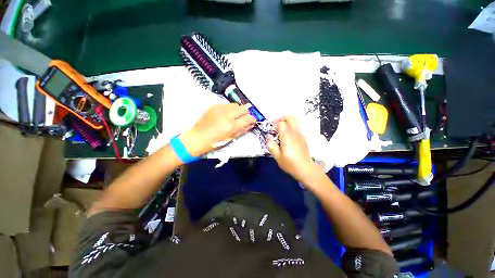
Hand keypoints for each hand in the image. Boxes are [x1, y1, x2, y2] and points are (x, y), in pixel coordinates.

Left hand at [179, 104, 256, 156]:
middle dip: (246, 113)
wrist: (197, 138)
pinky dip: (229, 109)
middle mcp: (227, 115)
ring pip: (235, 105)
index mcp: (231, 125)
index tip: (252, 121)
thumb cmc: (214, 142)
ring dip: (237, 111)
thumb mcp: (231, 138)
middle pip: (243, 108)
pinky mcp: (213, 106)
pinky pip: (227, 105)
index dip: (252, 119)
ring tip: (233, 117)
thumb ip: (242, 130)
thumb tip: (251, 124)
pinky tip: (225, 116)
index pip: (248, 117)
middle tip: (243, 118)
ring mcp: (219, 108)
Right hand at [267, 116, 321, 182]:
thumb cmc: (290, 164)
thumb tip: (269, 137)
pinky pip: (296, 128)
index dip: (275, 124)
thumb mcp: (277, 156)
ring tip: (280, 133)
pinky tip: (286, 139)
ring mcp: (300, 135)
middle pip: (290, 117)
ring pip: (294, 122)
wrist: (306, 169)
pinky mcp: (303, 138)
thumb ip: (271, 145)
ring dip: (286, 124)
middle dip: (282, 118)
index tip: (271, 130)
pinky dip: (290, 129)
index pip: (281, 123)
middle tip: (276, 125)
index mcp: (287, 136)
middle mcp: (295, 132)